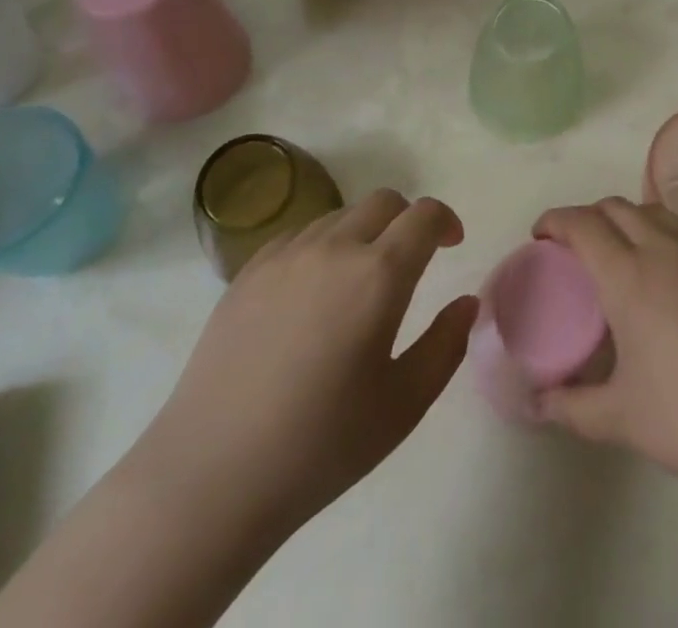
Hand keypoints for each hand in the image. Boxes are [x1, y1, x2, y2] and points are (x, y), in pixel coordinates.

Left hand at [140, 190, 477, 540]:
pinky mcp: (248, 272)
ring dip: (364, 231)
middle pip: (383, 201)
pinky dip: (322, 245)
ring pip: (340, 214)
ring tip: (359, 280)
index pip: (424, 215)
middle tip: (411, 260)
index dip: (445, 221)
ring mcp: (285, 255)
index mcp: (378, 275)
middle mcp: (334, 248)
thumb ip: (445, 345)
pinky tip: (313, 291)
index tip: (451, 244)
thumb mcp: (404, 405)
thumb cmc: (320, 446)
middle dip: (407, 219)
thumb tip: (466, 303)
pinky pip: (299, 235)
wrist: (211, 476)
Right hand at [532, 198, 677, 506]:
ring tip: (619, 256)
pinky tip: (665, 281)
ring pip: (654, 211)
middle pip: (617, 206)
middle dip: (587, 216)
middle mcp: (665, 250)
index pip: (583, 223)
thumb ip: (571, 407)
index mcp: (630, 275)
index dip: (555, 220)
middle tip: (573, 250)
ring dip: (626, 219)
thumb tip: (535, 404)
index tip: (540, 235)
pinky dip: (660, 236)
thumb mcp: (621, 419)